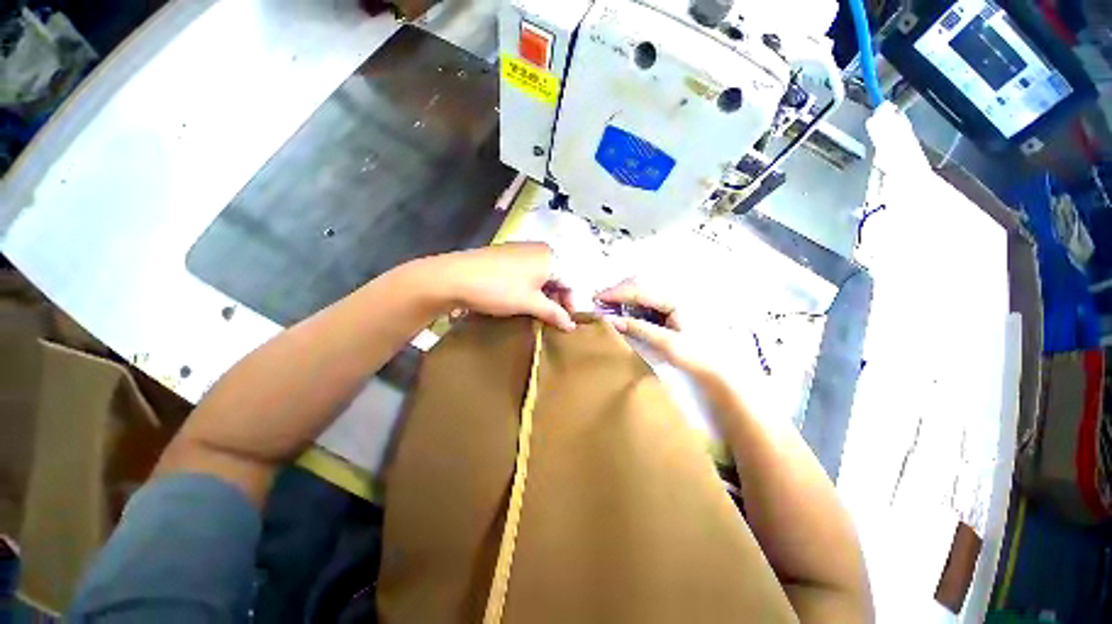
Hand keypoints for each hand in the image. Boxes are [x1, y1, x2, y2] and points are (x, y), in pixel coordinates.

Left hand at [428, 243, 575, 330]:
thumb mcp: (529, 303)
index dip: (571, 303)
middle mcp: (538, 249)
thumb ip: (554, 313)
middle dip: (557, 299)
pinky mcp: (506, 255)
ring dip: (544, 295)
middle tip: (552, 319)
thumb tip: (571, 326)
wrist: (454, 277)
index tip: (567, 323)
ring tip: (538, 313)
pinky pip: (527, 271)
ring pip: (542, 274)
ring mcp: (520, 250)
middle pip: (557, 276)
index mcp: (549, 257)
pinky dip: (531, 287)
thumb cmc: (498, 289)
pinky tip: (523, 299)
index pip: (570, 281)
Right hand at [595, 279, 715, 379]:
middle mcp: (673, 293)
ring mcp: (672, 299)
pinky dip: (631, 304)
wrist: (719, 368)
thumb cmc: (696, 355)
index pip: (639, 289)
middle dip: (617, 291)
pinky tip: (622, 312)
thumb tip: (611, 320)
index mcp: (675, 298)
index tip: (596, 298)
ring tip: (606, 307)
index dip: (616, 293)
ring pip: (641, 291)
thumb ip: (638, 328)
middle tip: (598, 302)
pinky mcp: (670, 308)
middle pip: (640, 284)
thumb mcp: (666, 343)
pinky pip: (646, 300)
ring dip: (623, 297)